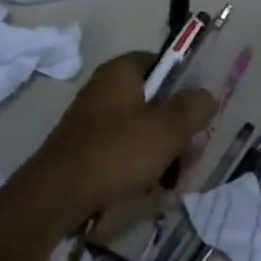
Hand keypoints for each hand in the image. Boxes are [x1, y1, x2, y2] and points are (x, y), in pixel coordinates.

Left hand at [31, 53, 216, 222]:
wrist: (54, 198)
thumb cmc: (117, 152)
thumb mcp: (168, 128)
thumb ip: (194, 107)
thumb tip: (206, 96)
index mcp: (121, 72)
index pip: (163, 62)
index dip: (185, 83)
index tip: (199, 110)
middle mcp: (104, 90)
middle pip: (155, 101)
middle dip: (177, 128)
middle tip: (189, 154)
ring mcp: (92, 122)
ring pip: (142, 130)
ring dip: (163, 152)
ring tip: (173, 180)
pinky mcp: (85, 151)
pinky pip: (123, 152)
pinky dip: (140, 167)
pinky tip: (150, 190)